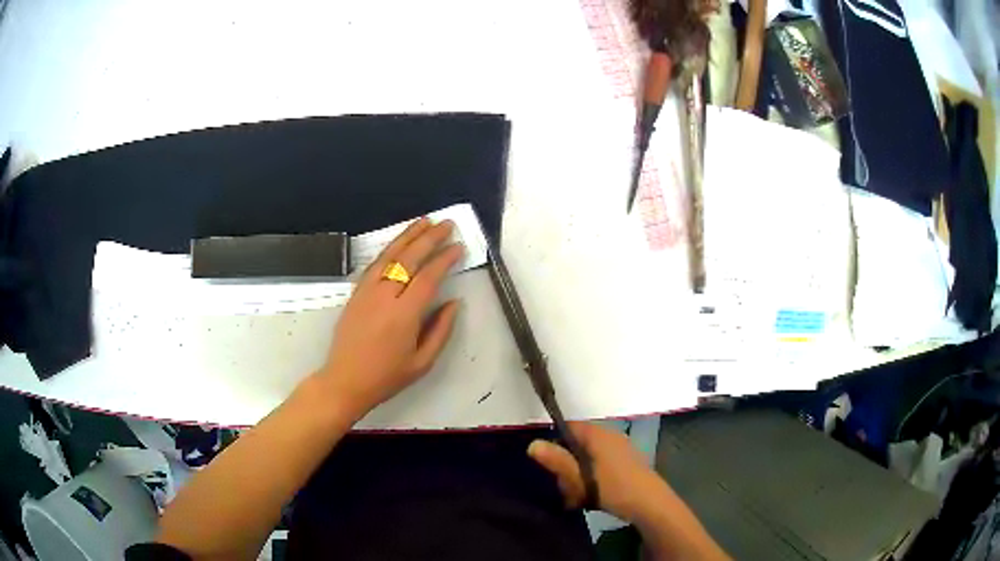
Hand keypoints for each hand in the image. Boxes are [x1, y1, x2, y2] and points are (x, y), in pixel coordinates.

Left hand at [316, 217, 462, 418]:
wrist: (345, 380)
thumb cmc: (386, 377)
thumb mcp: (422, 362)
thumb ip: (441, 330)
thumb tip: (454, 303)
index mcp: (403, 315)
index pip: (428, 277)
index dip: (444, 259)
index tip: (458, 247)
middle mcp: (384, 296)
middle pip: (409, 259)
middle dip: (429, 238)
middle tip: (446, 224)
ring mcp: (366, 292)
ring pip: (389, 255)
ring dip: (408, 236)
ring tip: (424, 221)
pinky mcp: (356, 293)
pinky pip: (374, 264)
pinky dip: (389, 249)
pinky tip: (399, 242)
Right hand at [528, 422, 670, 521]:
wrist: (650, 504)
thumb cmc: (613, 487)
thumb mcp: (580, 478)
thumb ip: (558, 461)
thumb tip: (533, 444)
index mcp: (598, 435)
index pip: (568, 426)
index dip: (553, 440)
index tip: (545, 461)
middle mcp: (610, 436)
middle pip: (577, 444)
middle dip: (566, 464)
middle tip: (562, 485)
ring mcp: (620, 450)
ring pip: (588, 458)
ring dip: (578, 475)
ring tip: (575, 496)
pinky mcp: (626, 464)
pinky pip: (600, 466)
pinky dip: (591, 478)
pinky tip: (589, 496)